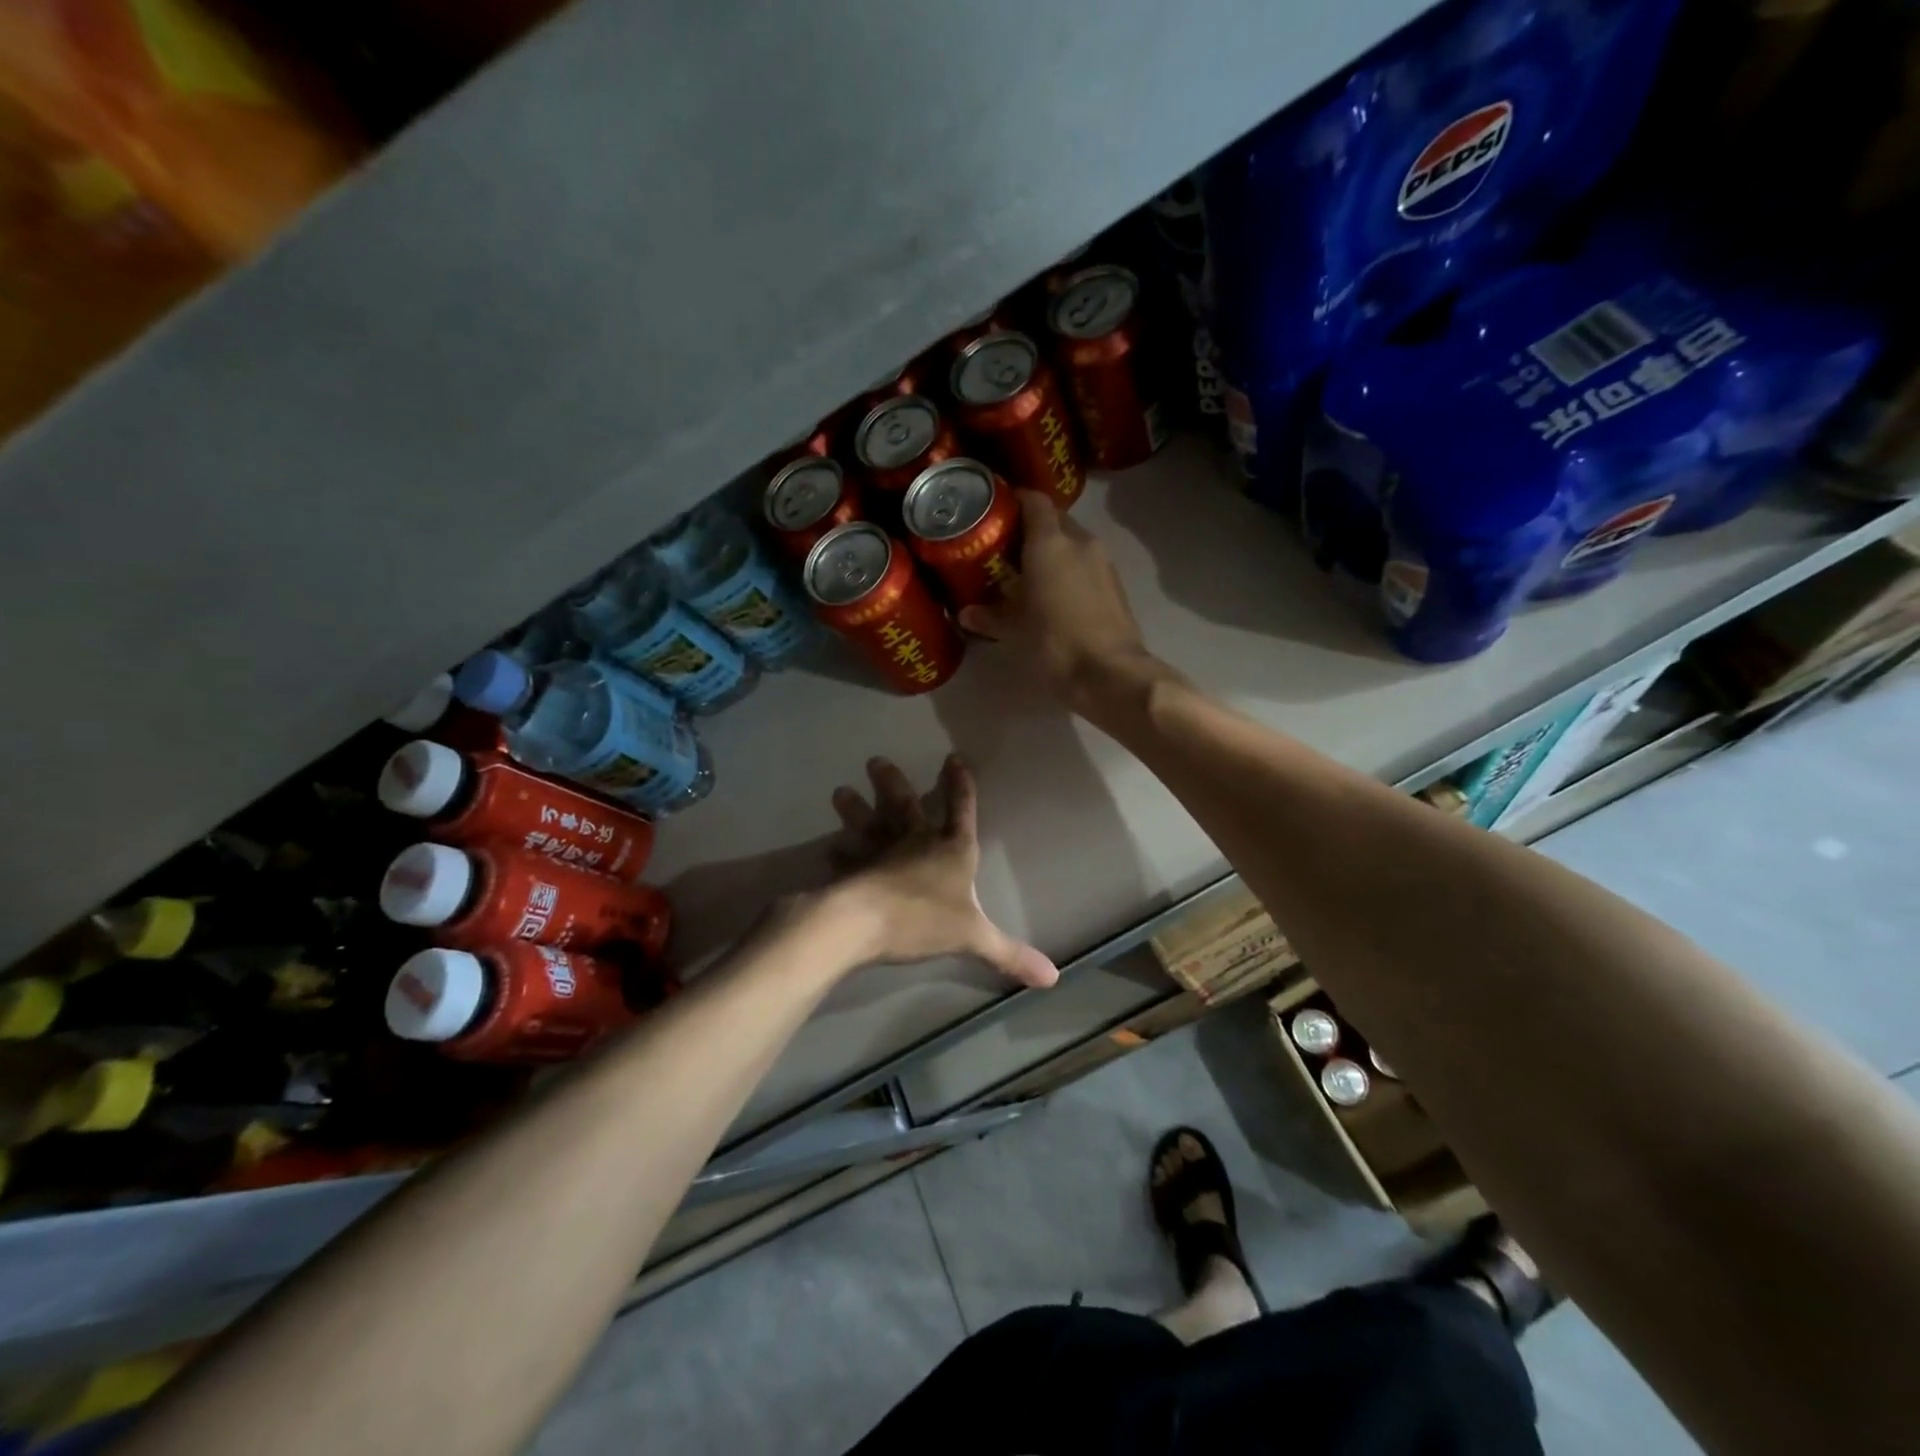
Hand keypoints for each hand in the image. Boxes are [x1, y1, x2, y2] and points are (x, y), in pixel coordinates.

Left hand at [821, 755, 1056, 987]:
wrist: (866, 922)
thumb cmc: (923, 919)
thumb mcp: (973, 937)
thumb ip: (1009, 954)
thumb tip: (1053, 978)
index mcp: (951, 850)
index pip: (961, 810)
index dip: (960, 785)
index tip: (954, 757)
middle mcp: (916, 843)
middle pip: (906, 807)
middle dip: (893, 784)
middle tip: (875, 761)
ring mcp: (882, 854)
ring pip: (870, 825)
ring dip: (856, 810)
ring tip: (839, 792)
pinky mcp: (856, 872)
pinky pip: (849, 860)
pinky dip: (840, 855)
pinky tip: (829, 850)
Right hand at [957, 491, 1159, 717]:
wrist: (1110, 673)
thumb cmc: (1055, 643)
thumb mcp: (1014, 631)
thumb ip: (989, 616)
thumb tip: (966, 613)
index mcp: (1051, 543)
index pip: (1034, 501)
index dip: (1015, 499)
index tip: (996, 511)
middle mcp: (1081, 542)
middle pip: (1055, 520)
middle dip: (1032, 529)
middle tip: (1006, 548)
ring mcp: (1104, 563)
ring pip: (1073, 543)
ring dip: (1053, 551)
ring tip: (1029, 573)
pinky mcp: (1116, 585)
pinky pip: (1087, 565)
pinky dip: (1070, 571)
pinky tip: (1055, 594)